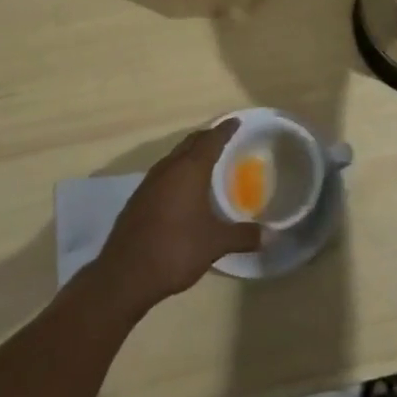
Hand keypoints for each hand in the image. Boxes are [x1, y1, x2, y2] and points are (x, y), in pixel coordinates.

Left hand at [95, 120, 260, 313]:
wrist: (125, 274)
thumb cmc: (175, 250)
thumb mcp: (215, 244)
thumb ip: (243, 236)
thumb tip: (271, 236)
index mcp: (189, 171)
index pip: (210, 140)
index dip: (225, 130)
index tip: (236, 122)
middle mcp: (168, 169)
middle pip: (190, 143)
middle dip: (207, 137)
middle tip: (224, 138)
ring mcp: (149, 183)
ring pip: (174, 157)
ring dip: (190, 154)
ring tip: (206, 160)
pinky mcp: (138, 199)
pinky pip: (163, 173)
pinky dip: (177, 171)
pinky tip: (182, 188)